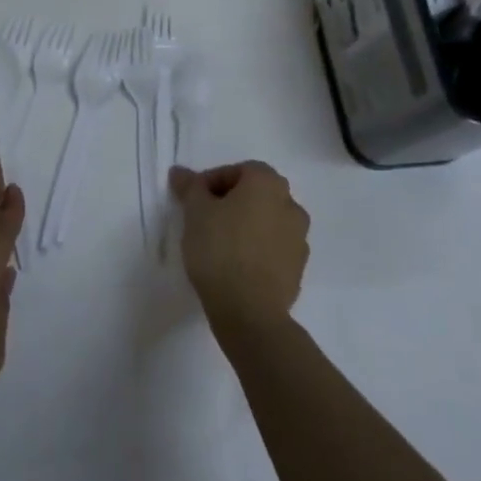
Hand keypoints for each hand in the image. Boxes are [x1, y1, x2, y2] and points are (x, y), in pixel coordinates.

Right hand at [170, 161, 308, 334]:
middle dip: (232, 201)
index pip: (239, 170)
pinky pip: (274, 247)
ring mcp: (299, 238)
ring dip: (247, 225)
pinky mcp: (298, 268)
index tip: (194, 199)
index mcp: (268, 184)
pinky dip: (257, 248)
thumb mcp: (195, 212)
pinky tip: (236, 264)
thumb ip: (190, 187)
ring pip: (267, 221)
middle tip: (206, 218)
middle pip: (257, 194)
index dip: (213, 180)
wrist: (249, 310)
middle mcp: (291, 205)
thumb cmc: (220, 249)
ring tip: (220, 243)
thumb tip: (181, 172)